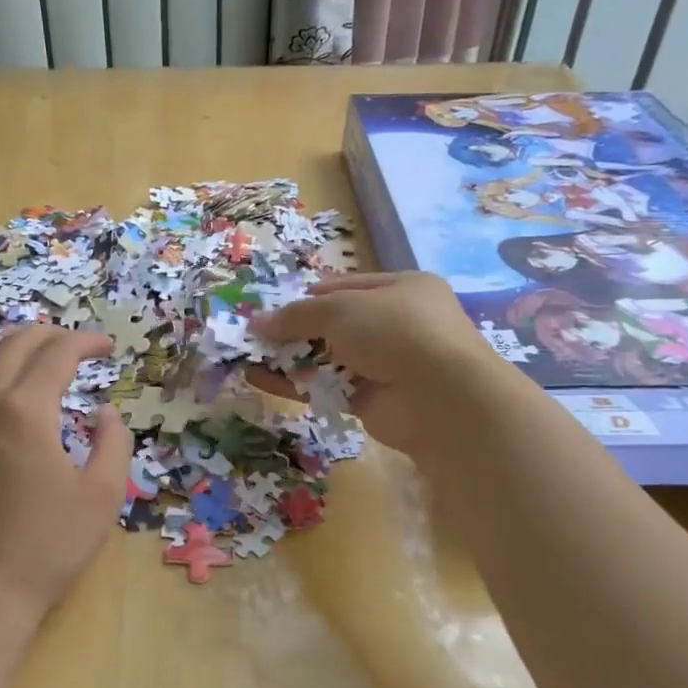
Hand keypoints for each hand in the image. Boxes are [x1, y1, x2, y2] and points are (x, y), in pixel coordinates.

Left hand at [0, 326, 134, 642]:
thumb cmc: (47, 545)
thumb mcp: (103, 494)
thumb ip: (114, 441)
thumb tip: (104, 413)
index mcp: (25, 409)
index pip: (58, 352)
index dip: (87, 342)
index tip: (108, 348)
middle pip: (18, 343)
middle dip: (55, 336)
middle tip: (81, 348)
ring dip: (17, 343)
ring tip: (41, 350)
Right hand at [249, 272, 500, 453]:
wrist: (439, 397)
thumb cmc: (394, 331)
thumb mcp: (340, 309)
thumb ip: (297, 315)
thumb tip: (257, 322)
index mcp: (402, 289)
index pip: (348, 286)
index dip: (311, 294)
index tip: (275, 304)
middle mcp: (397, 325)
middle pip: (336, 324)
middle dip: (296, 329)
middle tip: (256, 333)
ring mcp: (386, 365)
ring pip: (329, 358)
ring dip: (290, 357)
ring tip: (248, 356)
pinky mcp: (373, 401)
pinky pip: (327, 388)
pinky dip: (296, 384)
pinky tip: (260, 379)